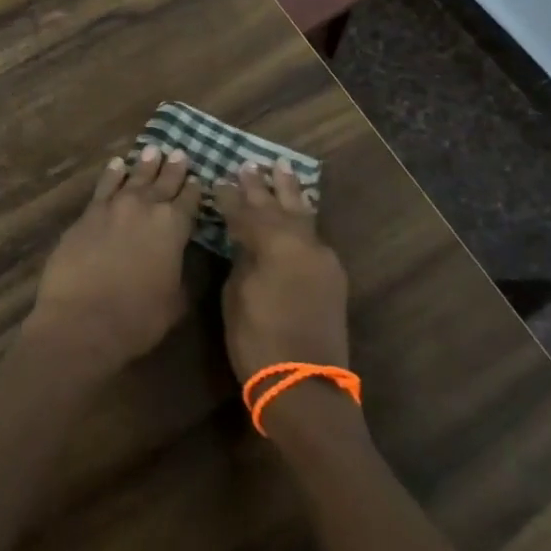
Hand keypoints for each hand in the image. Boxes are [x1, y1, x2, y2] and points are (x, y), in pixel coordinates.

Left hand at [26, 146, 202, 377]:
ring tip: (153, 149)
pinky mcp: (88, 214)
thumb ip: (184, 274)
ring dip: (145, 164)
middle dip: (173, 169)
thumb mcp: (176, 301)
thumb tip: (186, 259)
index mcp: (173, 227)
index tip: (198, 178)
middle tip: (179, 153)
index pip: (189, 201)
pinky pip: (104, 185)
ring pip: (134, 178)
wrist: (82, 320)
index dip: (194, 189)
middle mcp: (145, 208)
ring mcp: (114, 207)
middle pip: (163, 183)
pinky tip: (117, 164)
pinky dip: (113, 173)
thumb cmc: (137, 318)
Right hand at [216, 161, 349, 382]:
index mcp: (275, 244)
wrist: (305, 386)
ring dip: (290, 192)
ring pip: (303, 215)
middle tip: (249, 164)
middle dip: (262, 186)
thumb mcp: (237, 295)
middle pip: (279, 206)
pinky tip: (299, 208)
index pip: (247, 211)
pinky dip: (303, 216)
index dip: (229, 196)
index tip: (218, 179)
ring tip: (281, 168)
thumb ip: (242, 259)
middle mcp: (304, 243)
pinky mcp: (332, 277)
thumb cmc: (258, 340)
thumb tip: (245, 241)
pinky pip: (314, 234)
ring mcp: (323, 259)